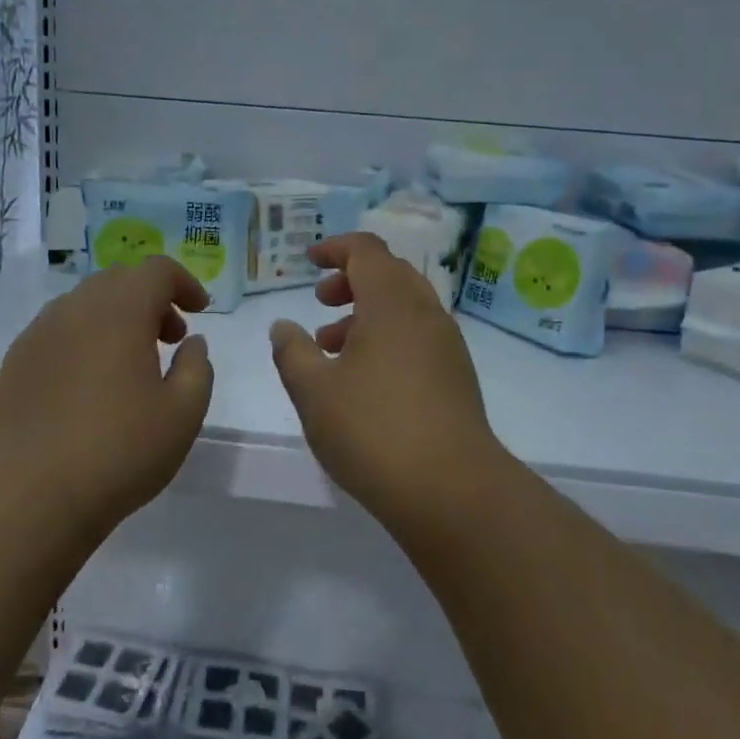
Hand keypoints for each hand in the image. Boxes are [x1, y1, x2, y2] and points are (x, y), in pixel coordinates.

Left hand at [0, 256, 214, 531]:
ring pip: (85, 304)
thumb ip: (196, 368)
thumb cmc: (118, 452)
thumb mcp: (182, 414)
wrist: (28, 497)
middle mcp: (75, 309)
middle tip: (169, 338)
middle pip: (119, 281)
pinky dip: (84, 338)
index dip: (184, 283)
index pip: (157, 270)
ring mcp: (38, 334)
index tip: (199, 312)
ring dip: (116, 317)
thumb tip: (191, 343)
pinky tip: (88, 384)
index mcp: (119, 311)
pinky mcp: (14, 362)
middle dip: (151, 299)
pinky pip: (58, 331)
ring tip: (130, 363)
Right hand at [269, 232, 503, 515]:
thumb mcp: (313, 390)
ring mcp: (447, 345)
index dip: (335, 248)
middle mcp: (425, 313)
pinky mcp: (457, 376)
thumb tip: (283, 326)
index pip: (366, 251)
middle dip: (351, 280)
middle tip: (320, 302)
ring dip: (367, 312)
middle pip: (389, 273)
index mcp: (392, 303)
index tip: (309, 262)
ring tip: (331, 348)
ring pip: (404, 307)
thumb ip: (292, 351)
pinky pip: (417, 335)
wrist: (452, 490)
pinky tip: (364, 378)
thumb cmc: (373, 430)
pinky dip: (387, 337)